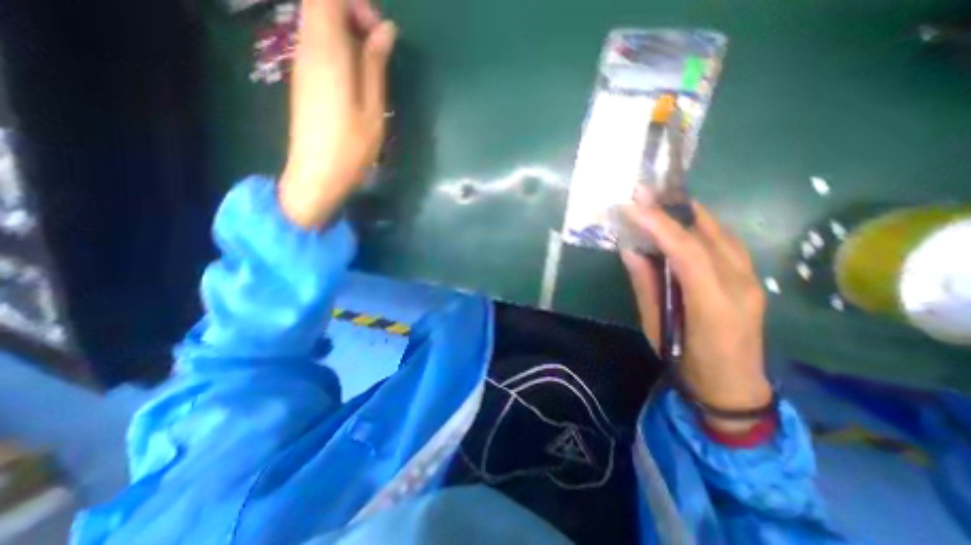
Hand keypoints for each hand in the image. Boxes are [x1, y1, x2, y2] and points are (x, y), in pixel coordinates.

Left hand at [280, 0, 397, 226]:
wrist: (316, 175)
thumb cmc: (350, 148)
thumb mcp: (373, 110)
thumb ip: (375, 66)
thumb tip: (386, 31)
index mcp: (326, 53)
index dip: (355, 5)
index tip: (380, 33)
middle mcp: (307, 49)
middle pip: (320, 5)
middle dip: (353, 16)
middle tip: (380, 49)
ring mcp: (302, 65)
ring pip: (319, 24)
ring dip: (348, 33)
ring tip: (373, 66)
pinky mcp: (304, 80)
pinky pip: (318, 45)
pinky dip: (340, 49)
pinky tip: (358, 78)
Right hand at [623, 201, 774, 432]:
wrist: (734, 388)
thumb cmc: (687, 363)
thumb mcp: (656, 327)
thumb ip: (645, 285)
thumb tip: (631, 250)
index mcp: (714, 305)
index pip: (688, 252)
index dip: (660, 225)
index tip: (634, 206)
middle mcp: (740, 285)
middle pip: (708, 234)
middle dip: (673, 210)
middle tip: (644, 194)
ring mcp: (751, 279)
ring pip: (720, 233)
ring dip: (687, 213)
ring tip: (658, 203)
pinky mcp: (750, 278)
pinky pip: (725, 242)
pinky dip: (700, 226)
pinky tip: (681, 223)